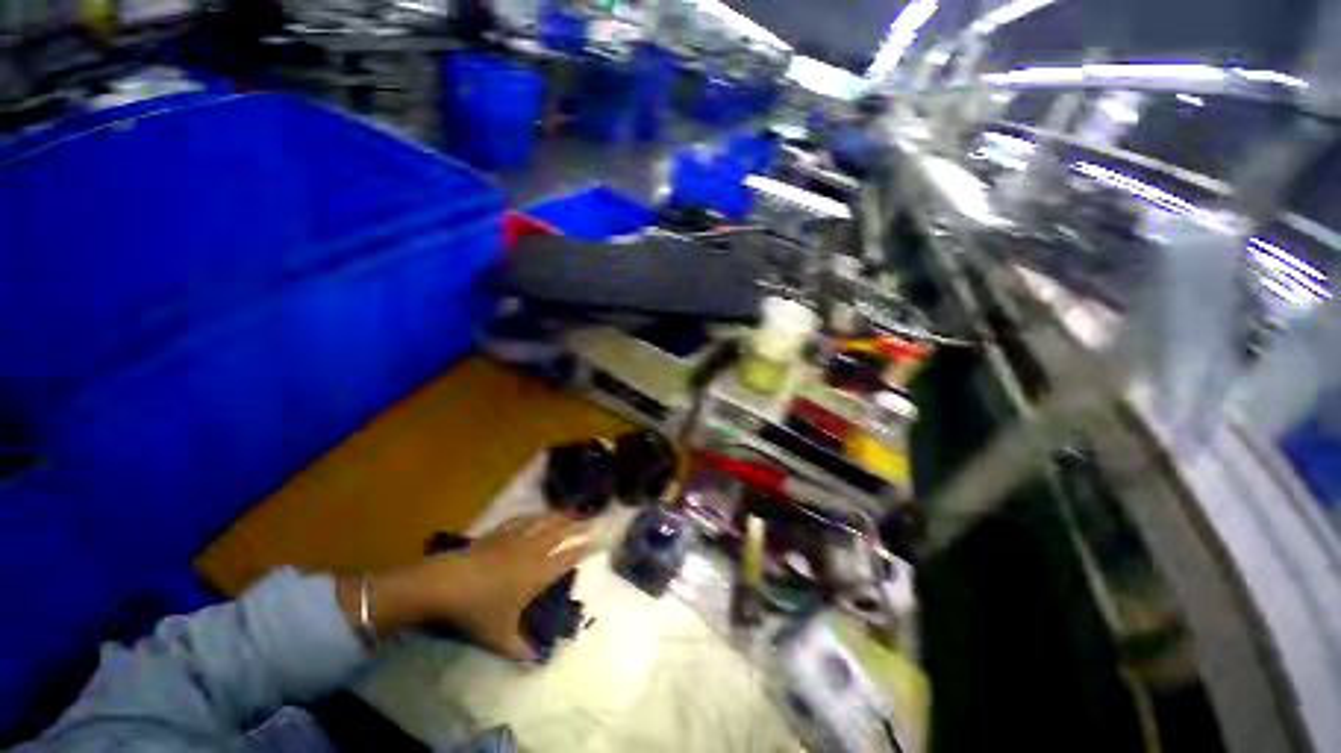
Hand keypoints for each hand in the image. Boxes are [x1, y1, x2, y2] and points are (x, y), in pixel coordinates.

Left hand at [340, 513, 592, 659]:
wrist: (449, 583)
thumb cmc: (479, 610)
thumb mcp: (500, 637)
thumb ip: (521, 650)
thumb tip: (536, 662)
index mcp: (540, 571)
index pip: (570, 556)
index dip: (588, 547)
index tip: (602, 540)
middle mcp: (535, 550)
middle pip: (563, 532)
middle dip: (581, 526)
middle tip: (595, 519)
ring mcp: (518, 537)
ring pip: (546, 522)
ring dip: (561, 516)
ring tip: (573, 512)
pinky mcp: (501, 532)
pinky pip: (525, 519)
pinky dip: (536, 516)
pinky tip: (538, 515)